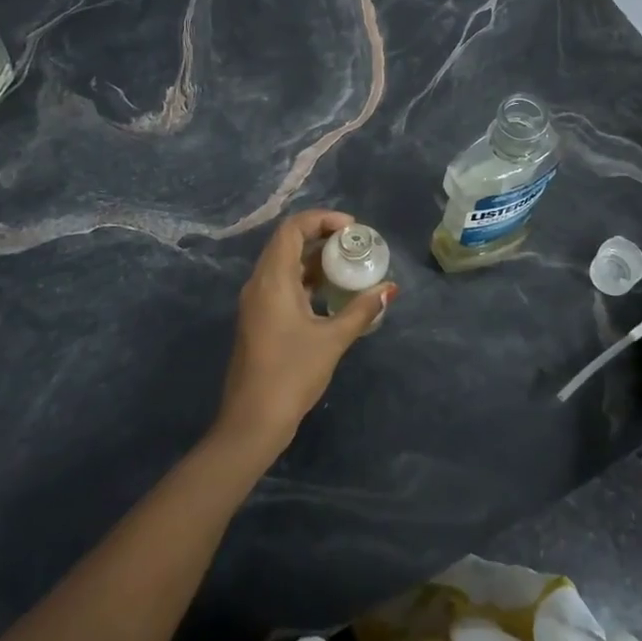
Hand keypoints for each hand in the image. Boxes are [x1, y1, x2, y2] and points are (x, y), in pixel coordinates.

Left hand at [216, 209, 396, 458]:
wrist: (252, 422)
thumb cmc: (291, 374)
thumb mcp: (333, 340)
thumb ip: (361, 310)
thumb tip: (389, 289)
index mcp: (272, 279)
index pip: (293, 229)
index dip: (322, 219)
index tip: (353, 228)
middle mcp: (260, 283)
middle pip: (288, 242)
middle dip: (322, 236)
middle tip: (355, 244)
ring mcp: (257, 302)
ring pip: (285, 264)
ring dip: (315, 259)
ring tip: (349, 265)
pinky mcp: (260, 319)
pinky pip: (283, 284)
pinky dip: (307, 279)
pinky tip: (332, 293)